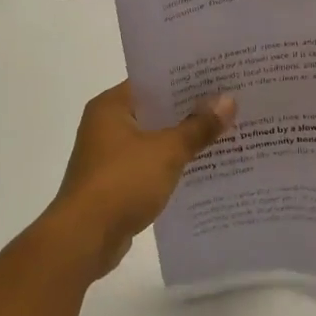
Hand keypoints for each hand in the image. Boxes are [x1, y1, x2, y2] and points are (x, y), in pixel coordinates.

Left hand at [46, 82, 234, 277]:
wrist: (84, 239)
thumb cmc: (122, 182)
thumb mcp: (167, 151)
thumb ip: (198, 126)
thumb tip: (229, 100)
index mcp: (111, 106)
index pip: (153, 81)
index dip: (186, 79)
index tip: (219, 77)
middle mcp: (106, 125)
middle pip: (156, 110)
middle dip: (191, 110)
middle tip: (230, 103)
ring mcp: (109, 156)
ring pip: (155, 139)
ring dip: (183, 139)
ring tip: (225, 132)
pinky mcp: (116, 183)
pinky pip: (151, 164)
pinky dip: (173, 164)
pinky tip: (203, 166)